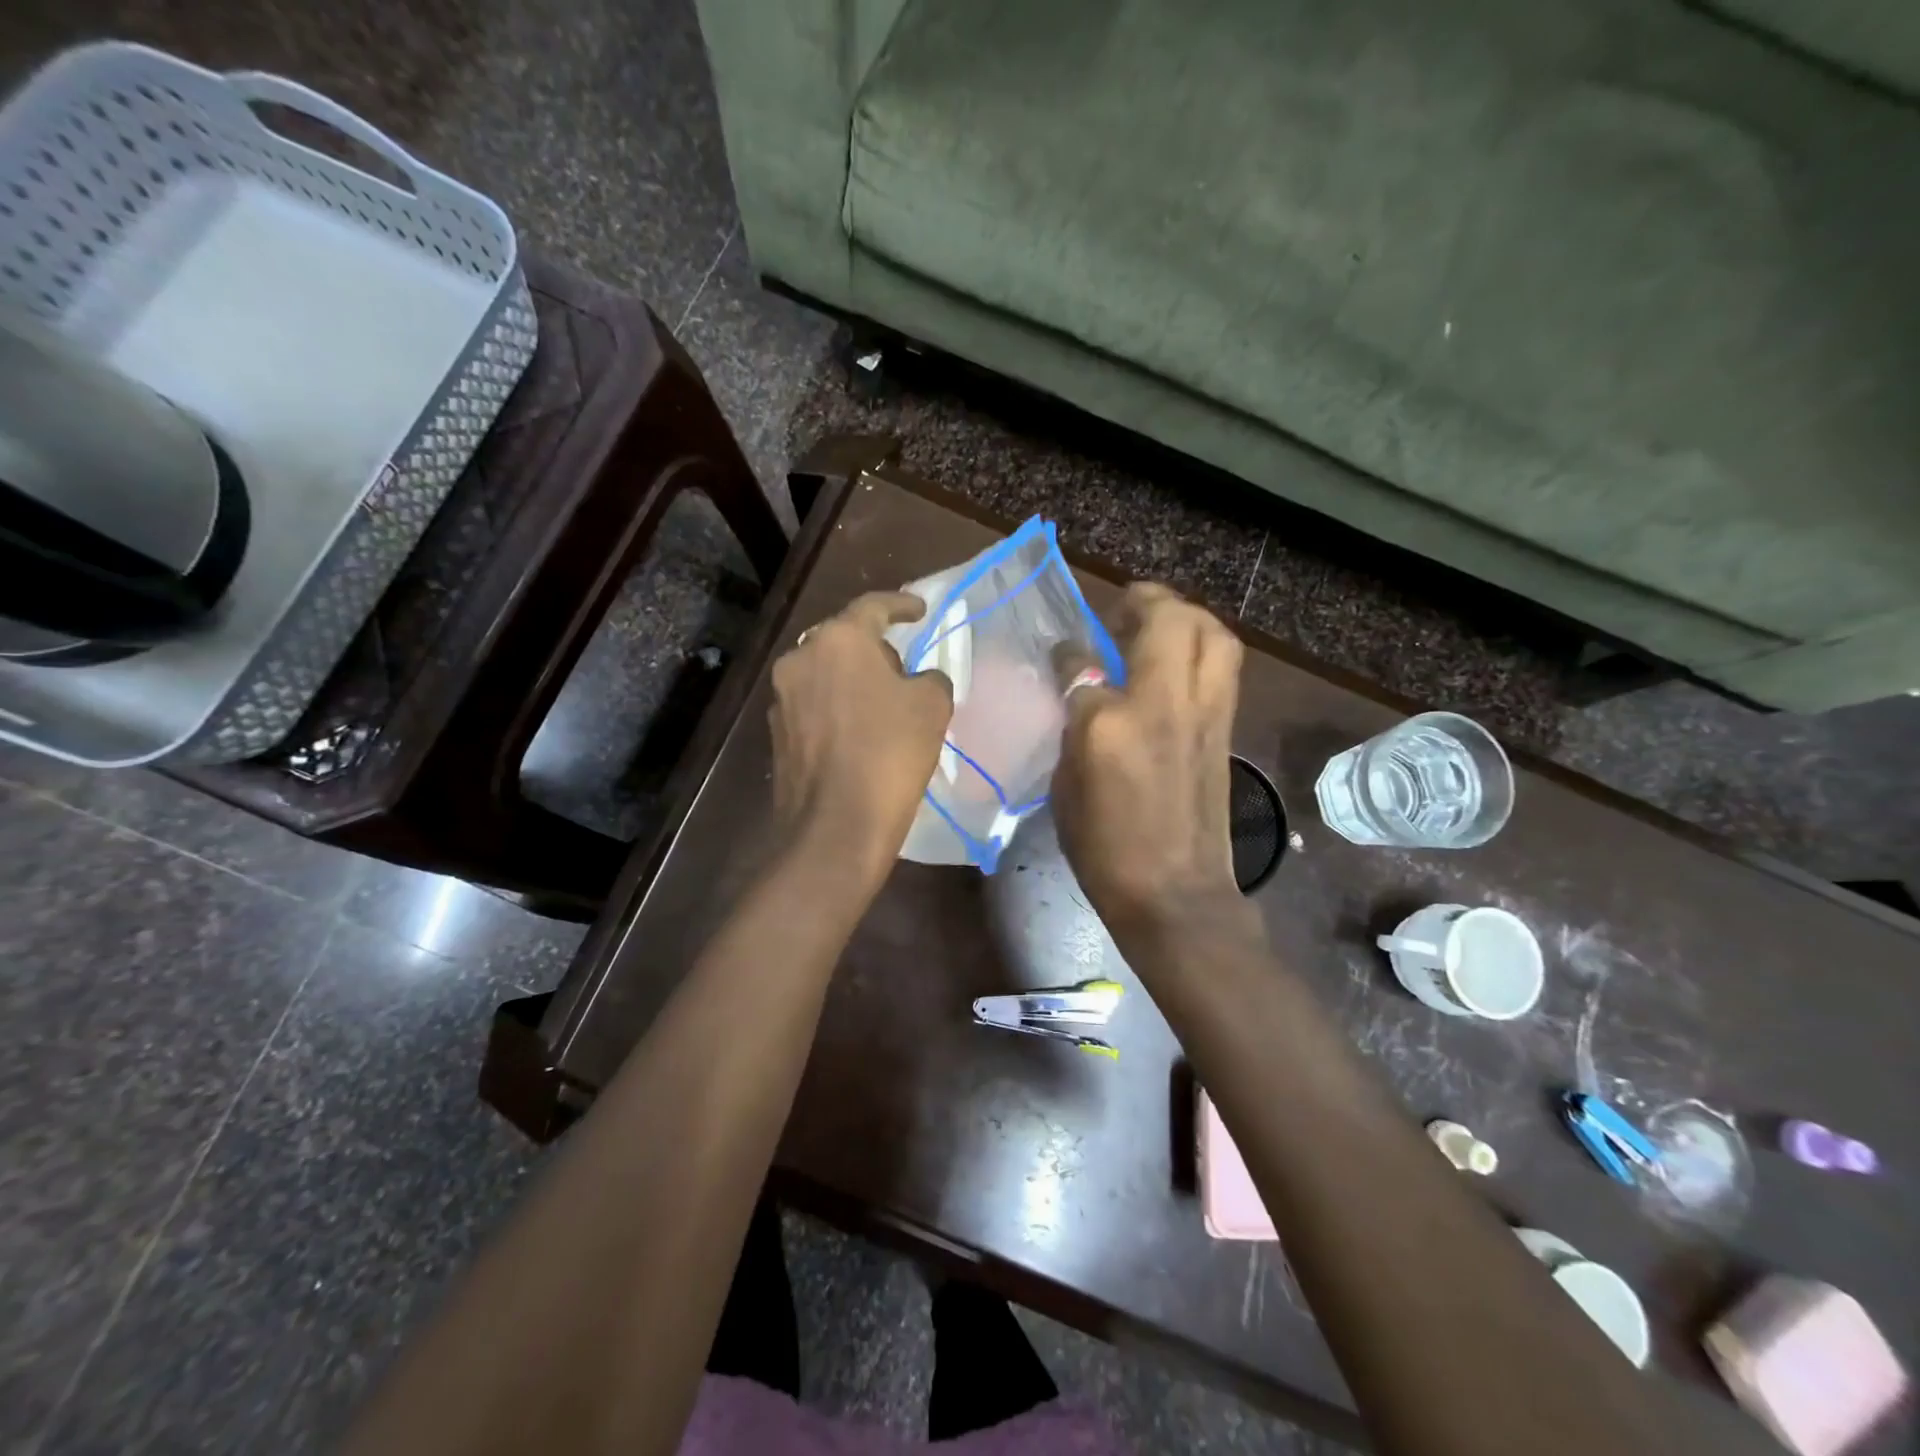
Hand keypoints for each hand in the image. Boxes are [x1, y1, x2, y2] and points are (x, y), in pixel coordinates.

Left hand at [770, 591, 952, 884]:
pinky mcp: (776, 732)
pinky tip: (857, 734)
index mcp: (838, 640)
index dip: (902, 605)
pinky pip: (813, 705)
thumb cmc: (889, 753)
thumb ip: (930, 677)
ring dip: (852, 680)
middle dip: (875, 648)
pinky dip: (836, 709)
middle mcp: (801, 658)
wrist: (835, 825)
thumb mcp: (932, 706)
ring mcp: (781, 696)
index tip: (920, 610)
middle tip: (904, 668)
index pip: (874, 607)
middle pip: (843, 639)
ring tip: (882, 705)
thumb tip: (919, 680)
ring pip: (825, 673)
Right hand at [1051, 583, 1244, 937]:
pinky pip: (1222, 666)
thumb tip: (1082, 691)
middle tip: (1124, 609)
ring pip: (1212, 634)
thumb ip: (1075, 728)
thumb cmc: (1105, 851)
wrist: (1175, 894)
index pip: (1085, 664)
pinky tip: (1177, 664)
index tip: (1066, 650)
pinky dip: (1202, 648)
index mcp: (1108, 727)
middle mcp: (1163, 705)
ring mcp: (1204, 713)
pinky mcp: (1227, 728)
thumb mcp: (1067, 788)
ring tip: (1159, 625)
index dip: (1071, 651)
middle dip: (1145, 600)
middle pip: (1169, 620)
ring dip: (1185, 616)